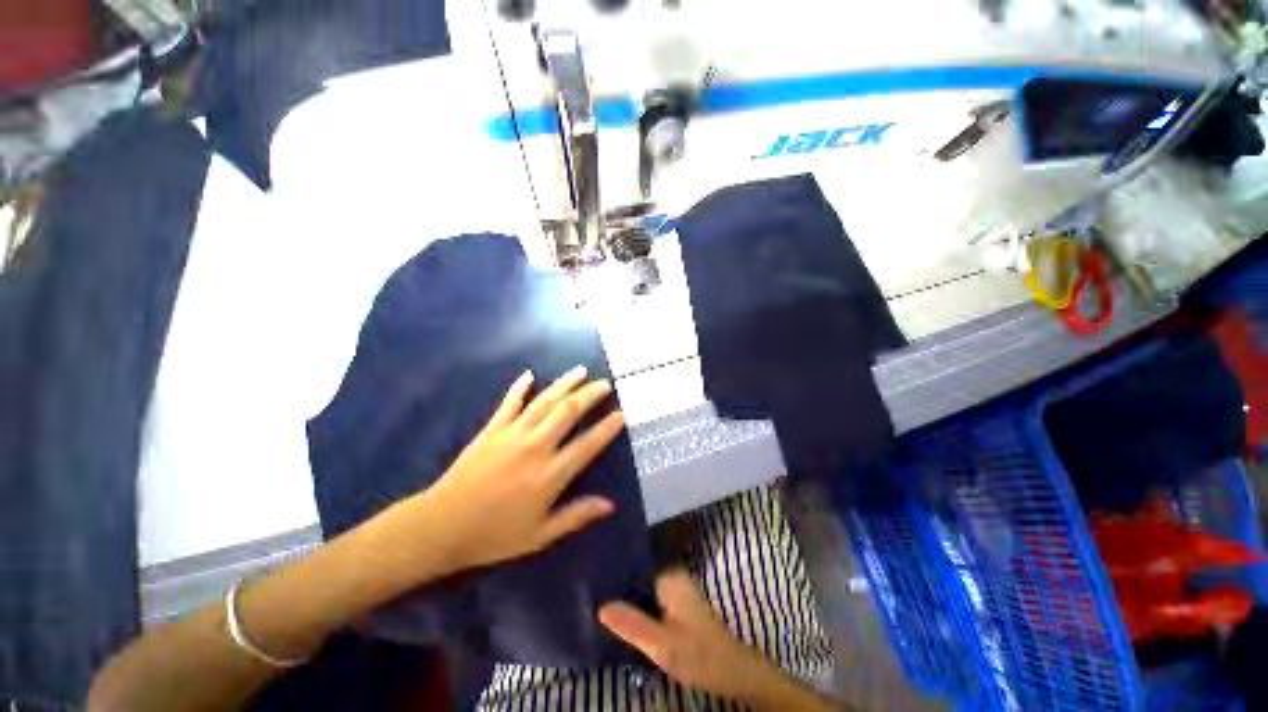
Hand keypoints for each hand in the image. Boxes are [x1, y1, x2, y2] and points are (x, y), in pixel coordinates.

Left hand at [422, 366, 625, 570]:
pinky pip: (509, 402)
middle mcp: (535, 447)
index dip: (607, 428)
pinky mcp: (492, 429)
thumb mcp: (540, 535)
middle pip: (568, 412)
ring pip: (544, 401)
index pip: (587, 444)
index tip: (621, 414)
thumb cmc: (494, 534)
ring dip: (565, 384)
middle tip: (605, 384)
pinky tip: (530, 375)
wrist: (442, 526)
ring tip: (581, 371)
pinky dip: (520, 387)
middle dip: (590, 395)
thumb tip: (610, 505)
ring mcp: (512, 434)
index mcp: (550, 474)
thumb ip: (576, 516)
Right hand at [598, 569, 774, 700]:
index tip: (589, 575)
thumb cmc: (699, 655)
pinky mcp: (674, 602)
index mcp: (669, 575)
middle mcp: (671, 575)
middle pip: (636, 573)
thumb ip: (632, 624)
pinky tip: (617, 615)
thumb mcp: (662, 645)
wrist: (732, 671)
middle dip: (615, 584)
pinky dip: (634, 605)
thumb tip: (599, 606)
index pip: (634, 562)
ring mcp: (673, 588)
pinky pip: (647, 597)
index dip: (612, 569)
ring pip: (641, 586)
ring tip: (595, 600)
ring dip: (624, 596)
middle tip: (587, 591)